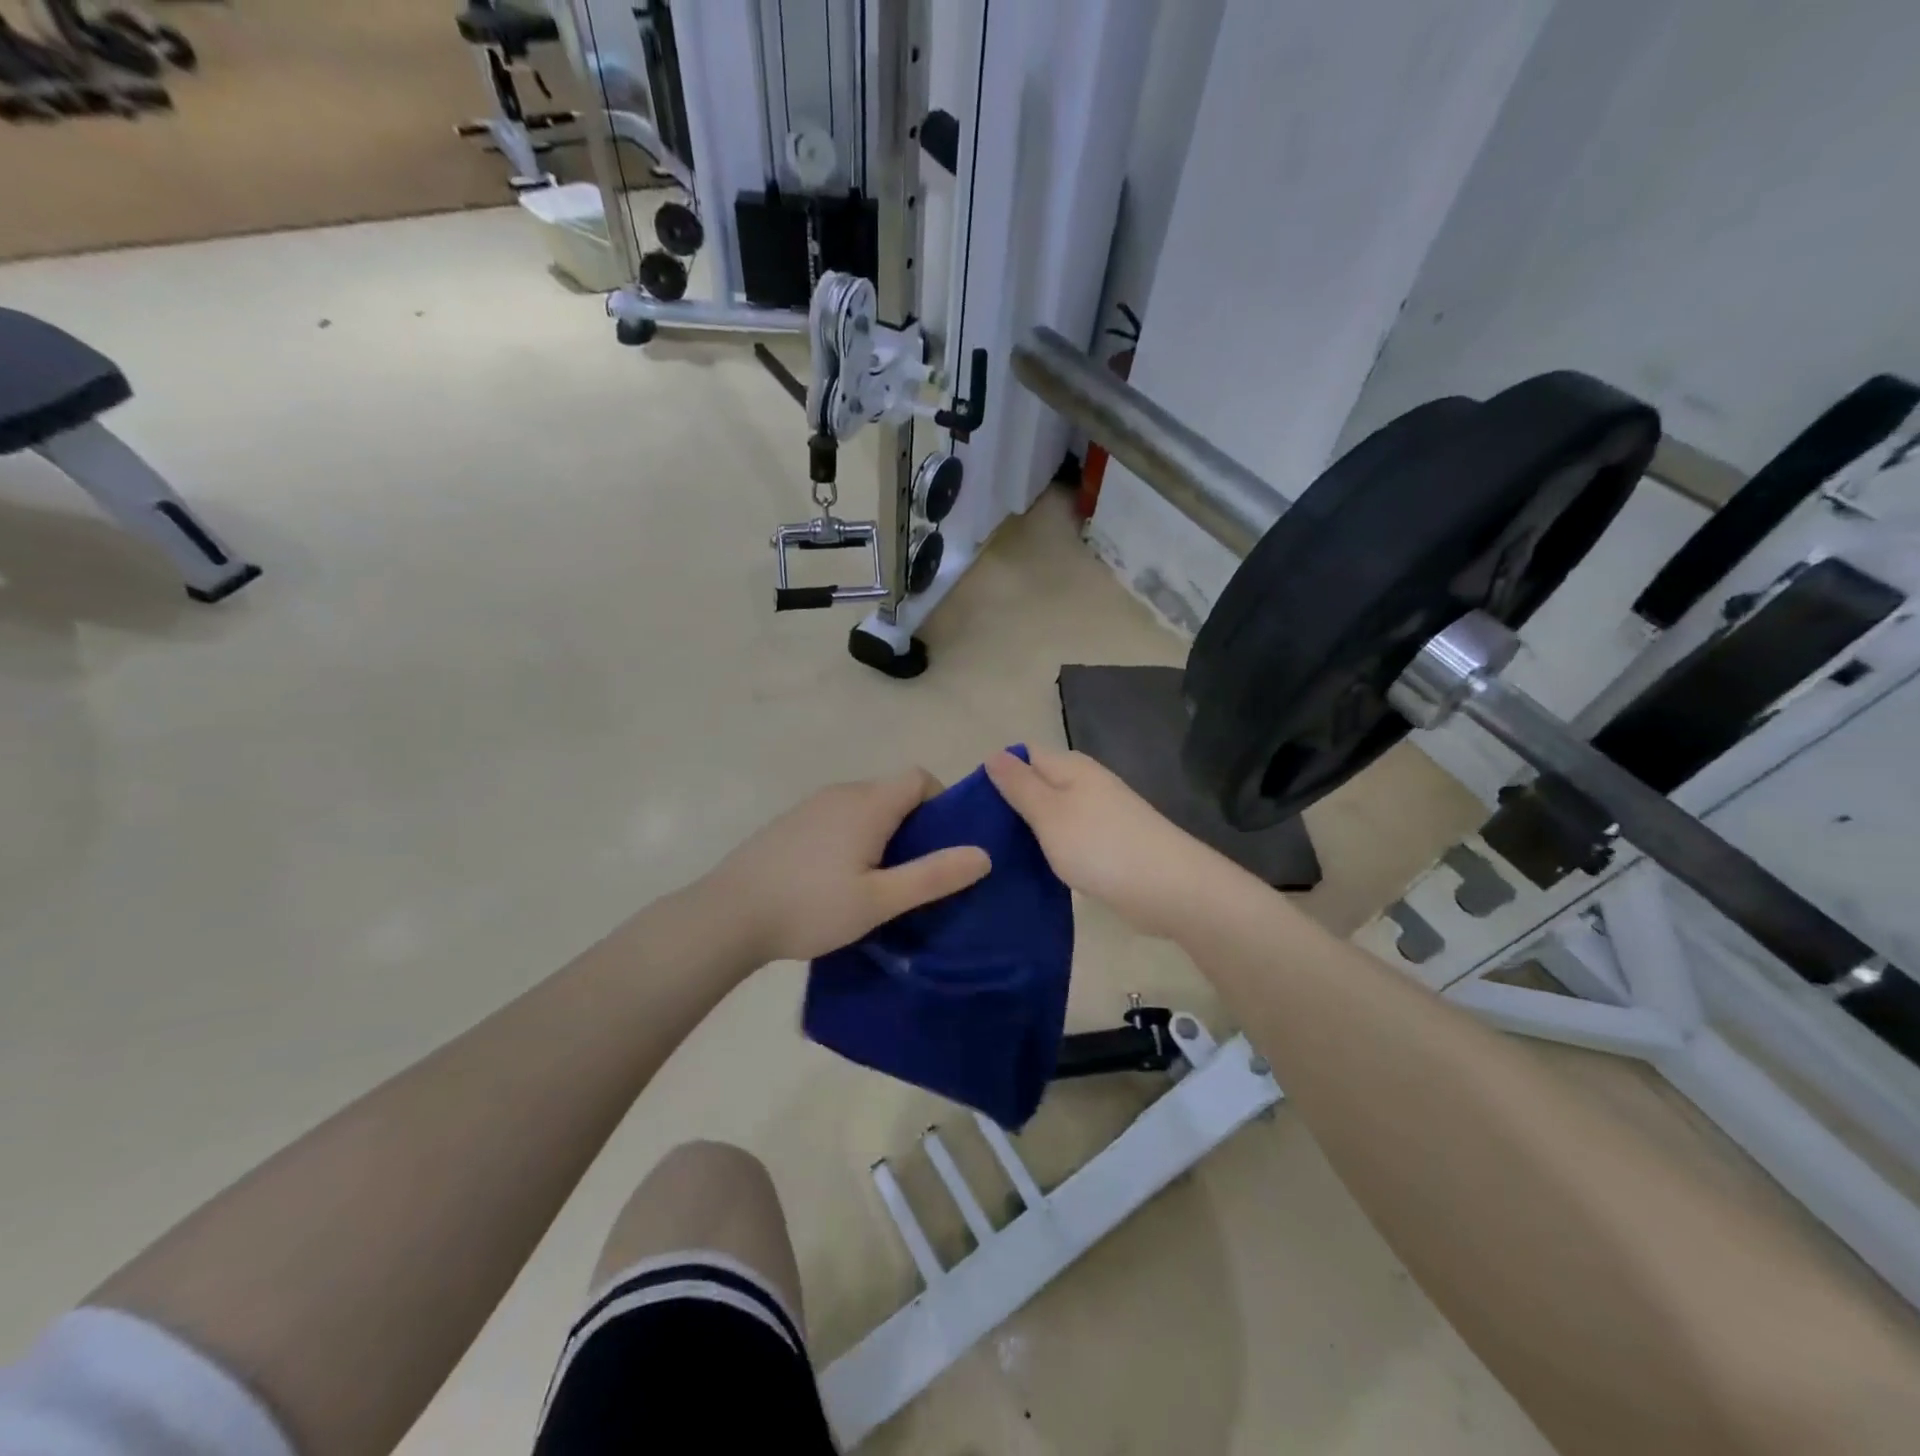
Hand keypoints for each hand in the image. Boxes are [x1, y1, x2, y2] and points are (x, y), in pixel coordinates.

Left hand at [708, 769, 991, 963]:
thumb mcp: (880, 900)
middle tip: (917, 871)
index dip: (941, 802)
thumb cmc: (810, 906)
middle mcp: (841, 793)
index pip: (919, 777)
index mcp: (868, 803)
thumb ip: (933, 875)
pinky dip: (853, 836)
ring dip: (883, 831)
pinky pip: (838, 817)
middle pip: (893, 791)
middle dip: (915, 823)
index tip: (944, 844)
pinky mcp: (790, 823)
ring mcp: (811, 805)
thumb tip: (983, 854)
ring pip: (864, 806)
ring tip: (880, 880)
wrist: (727, 915)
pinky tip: (838, 878)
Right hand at [985, 747, 1241, 938]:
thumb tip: (994, 753)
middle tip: (976, 835)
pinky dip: (1050, 849)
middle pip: (1039, 784)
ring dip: (1029, 830)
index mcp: (1071, 767)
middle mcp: (1086, 784)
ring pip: (1053, 814)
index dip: (998, 772)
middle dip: (1010, 803)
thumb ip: (1020, 785)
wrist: (1169, 888)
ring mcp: (1100, 814)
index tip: (971, 803)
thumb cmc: (1100, 845)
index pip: (1025, 754)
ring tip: (994, 853)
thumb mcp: (1049, 813)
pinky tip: (1032, 868)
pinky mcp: (1108, 844)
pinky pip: (1069, 838)